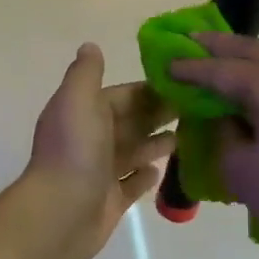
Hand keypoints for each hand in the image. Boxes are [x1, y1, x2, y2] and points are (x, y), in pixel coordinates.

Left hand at [19, 44, 175, 258]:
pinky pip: (132, 185)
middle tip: (198, 108)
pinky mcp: (110, 201)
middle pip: (131, 122)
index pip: (122, 96)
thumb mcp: (78, 99)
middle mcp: (91, 140)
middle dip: (158, 114)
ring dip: (155, 142)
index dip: (149, 89)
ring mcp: (101, 172)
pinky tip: (163, 169)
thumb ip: (87, 73)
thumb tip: (90, 45)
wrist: (60, 213)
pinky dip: (145, 176)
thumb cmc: (74, 151)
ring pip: (133, 152)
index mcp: (84, 113)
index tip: (183, 84)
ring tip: (188, 134)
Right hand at [167, 33, 258, 256]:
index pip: (220, 70)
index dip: (191, 68)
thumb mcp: (240, 168)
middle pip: (252, 49)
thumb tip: (229, 116)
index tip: (168, 64)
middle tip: (192, 39)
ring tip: (234, 60)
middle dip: (219, 47)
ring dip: (255, 54)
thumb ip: (225, 131)